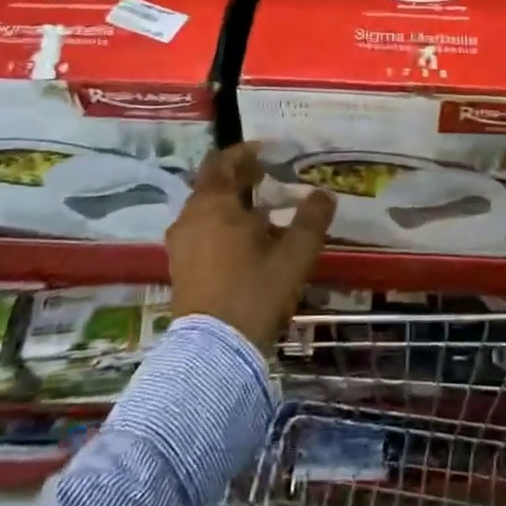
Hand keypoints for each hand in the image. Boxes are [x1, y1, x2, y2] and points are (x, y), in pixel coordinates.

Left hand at [167, 143, 336, 350]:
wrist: (214, 352)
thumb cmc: (254, 291)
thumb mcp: (293, 255)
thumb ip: (311, 219)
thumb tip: (324, 194)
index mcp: (213, 203)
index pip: (222, 161)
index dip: (245, 153)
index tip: (269, 153)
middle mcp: (190, 217)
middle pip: (213, 184)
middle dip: (241, 178)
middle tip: (270, 179)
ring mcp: (181, 244)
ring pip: (206, 209)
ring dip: (232, 203)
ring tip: (263, 212)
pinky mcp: (180, 268)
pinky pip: (201, 231)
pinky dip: (221, 225)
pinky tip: (246, 242)